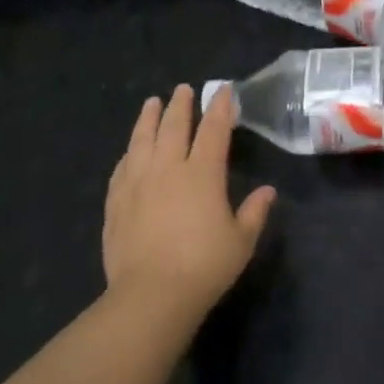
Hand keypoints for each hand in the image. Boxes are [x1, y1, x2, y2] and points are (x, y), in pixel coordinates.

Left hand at [103, 84, 275, 318]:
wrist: (151, 294)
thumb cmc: (204, 266)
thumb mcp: (241, 241)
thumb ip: (254, 212)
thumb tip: (267, 191)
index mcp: (202, 173)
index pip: (213, 130)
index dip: (219, 108)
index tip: (222, 91)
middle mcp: (168, 168)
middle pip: (173, 127)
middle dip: (180, 105)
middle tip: (182, 89)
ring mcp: (137, 183)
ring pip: (142, 140)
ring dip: (148, 118)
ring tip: (151, 103)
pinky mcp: (116, 202)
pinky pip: (122, 168)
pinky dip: (129, 152)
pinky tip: (130, 151)